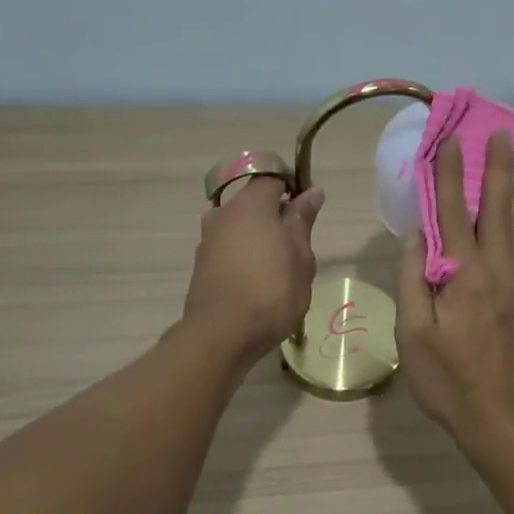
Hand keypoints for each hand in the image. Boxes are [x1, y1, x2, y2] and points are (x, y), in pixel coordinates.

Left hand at [182, 177, 323, 362]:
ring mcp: (208, 239)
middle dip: (276, 217)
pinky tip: (258, 281)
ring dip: (260, 238)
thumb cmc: (271, 292)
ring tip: (279, 269)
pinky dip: (245, 255)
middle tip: (298, 247)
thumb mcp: (301, 257)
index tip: (308, 212)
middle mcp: (223, 214)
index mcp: (250, 205)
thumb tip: (312, 192)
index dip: (292, 188)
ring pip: (240, 226)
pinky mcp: (201, 263)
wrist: (221, 335)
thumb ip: (302, 221)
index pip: (272, 178)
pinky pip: (229, 247)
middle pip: (254, 203)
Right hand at [396, 132, 513, 456]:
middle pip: (496, 210)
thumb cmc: (448, 381)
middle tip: (501, 134)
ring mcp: (512, 285)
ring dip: (511, 190)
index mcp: (465, 276)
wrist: (501, 419)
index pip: (453, 213)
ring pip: (513, 226)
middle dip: (496, 169)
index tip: (452, 141)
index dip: (450, 176)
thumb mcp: (414, 334)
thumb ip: (414, 280)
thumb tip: (417, 235)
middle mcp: (495, 271)